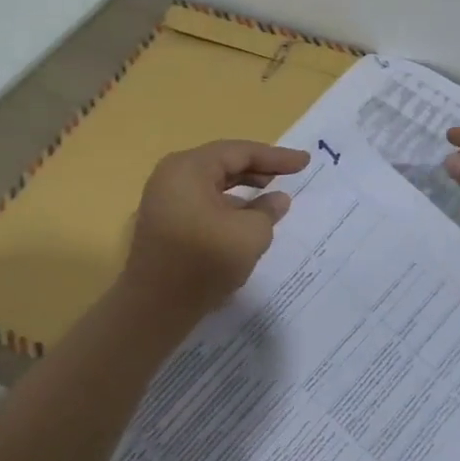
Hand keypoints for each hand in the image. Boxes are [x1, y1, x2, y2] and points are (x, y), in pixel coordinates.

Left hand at [120, 141, 311, 324]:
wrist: (155, 308)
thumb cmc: (205, 261)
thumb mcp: (251, 234)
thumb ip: (268, 210)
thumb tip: (277, 199)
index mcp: (189, 168)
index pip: (240, 152)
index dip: (276, 157)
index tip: (304, 162)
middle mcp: (172, 176)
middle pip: (223, 163)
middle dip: (258, 168)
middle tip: (289, 174)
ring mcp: (164, 199)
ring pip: (212, 183)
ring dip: (243, 187)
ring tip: (270, 194)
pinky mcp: (165, 222)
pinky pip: (202, 201)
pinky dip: (227, 204)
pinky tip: (245, 217)